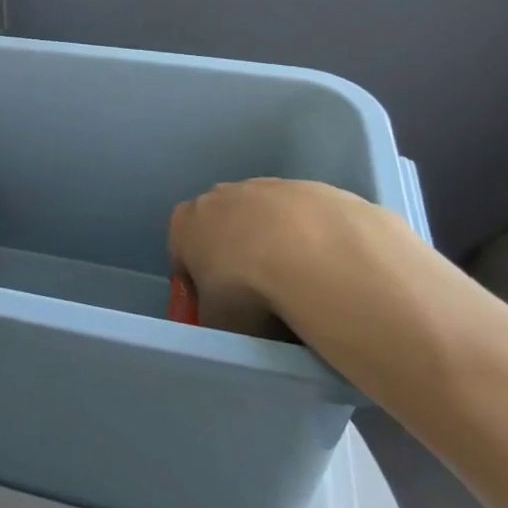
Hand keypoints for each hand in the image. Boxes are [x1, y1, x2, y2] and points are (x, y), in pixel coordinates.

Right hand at [169, 178, 415, 336]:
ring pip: (263, 218)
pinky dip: (309, 238)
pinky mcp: (307, 187)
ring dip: (274, 243)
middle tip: (258, 293)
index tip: (219, 305)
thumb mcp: (215, 320)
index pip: (182, 253)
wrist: (310, 254)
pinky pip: (302, 217)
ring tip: (298, 282)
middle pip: (222, 228)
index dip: (198, 282)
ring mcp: (264, 186)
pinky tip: (325, 265)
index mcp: (184, 223)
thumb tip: (222, 320)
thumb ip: (211, 315)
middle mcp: (217, 195)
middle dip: (235, 255)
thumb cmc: (245, 289)